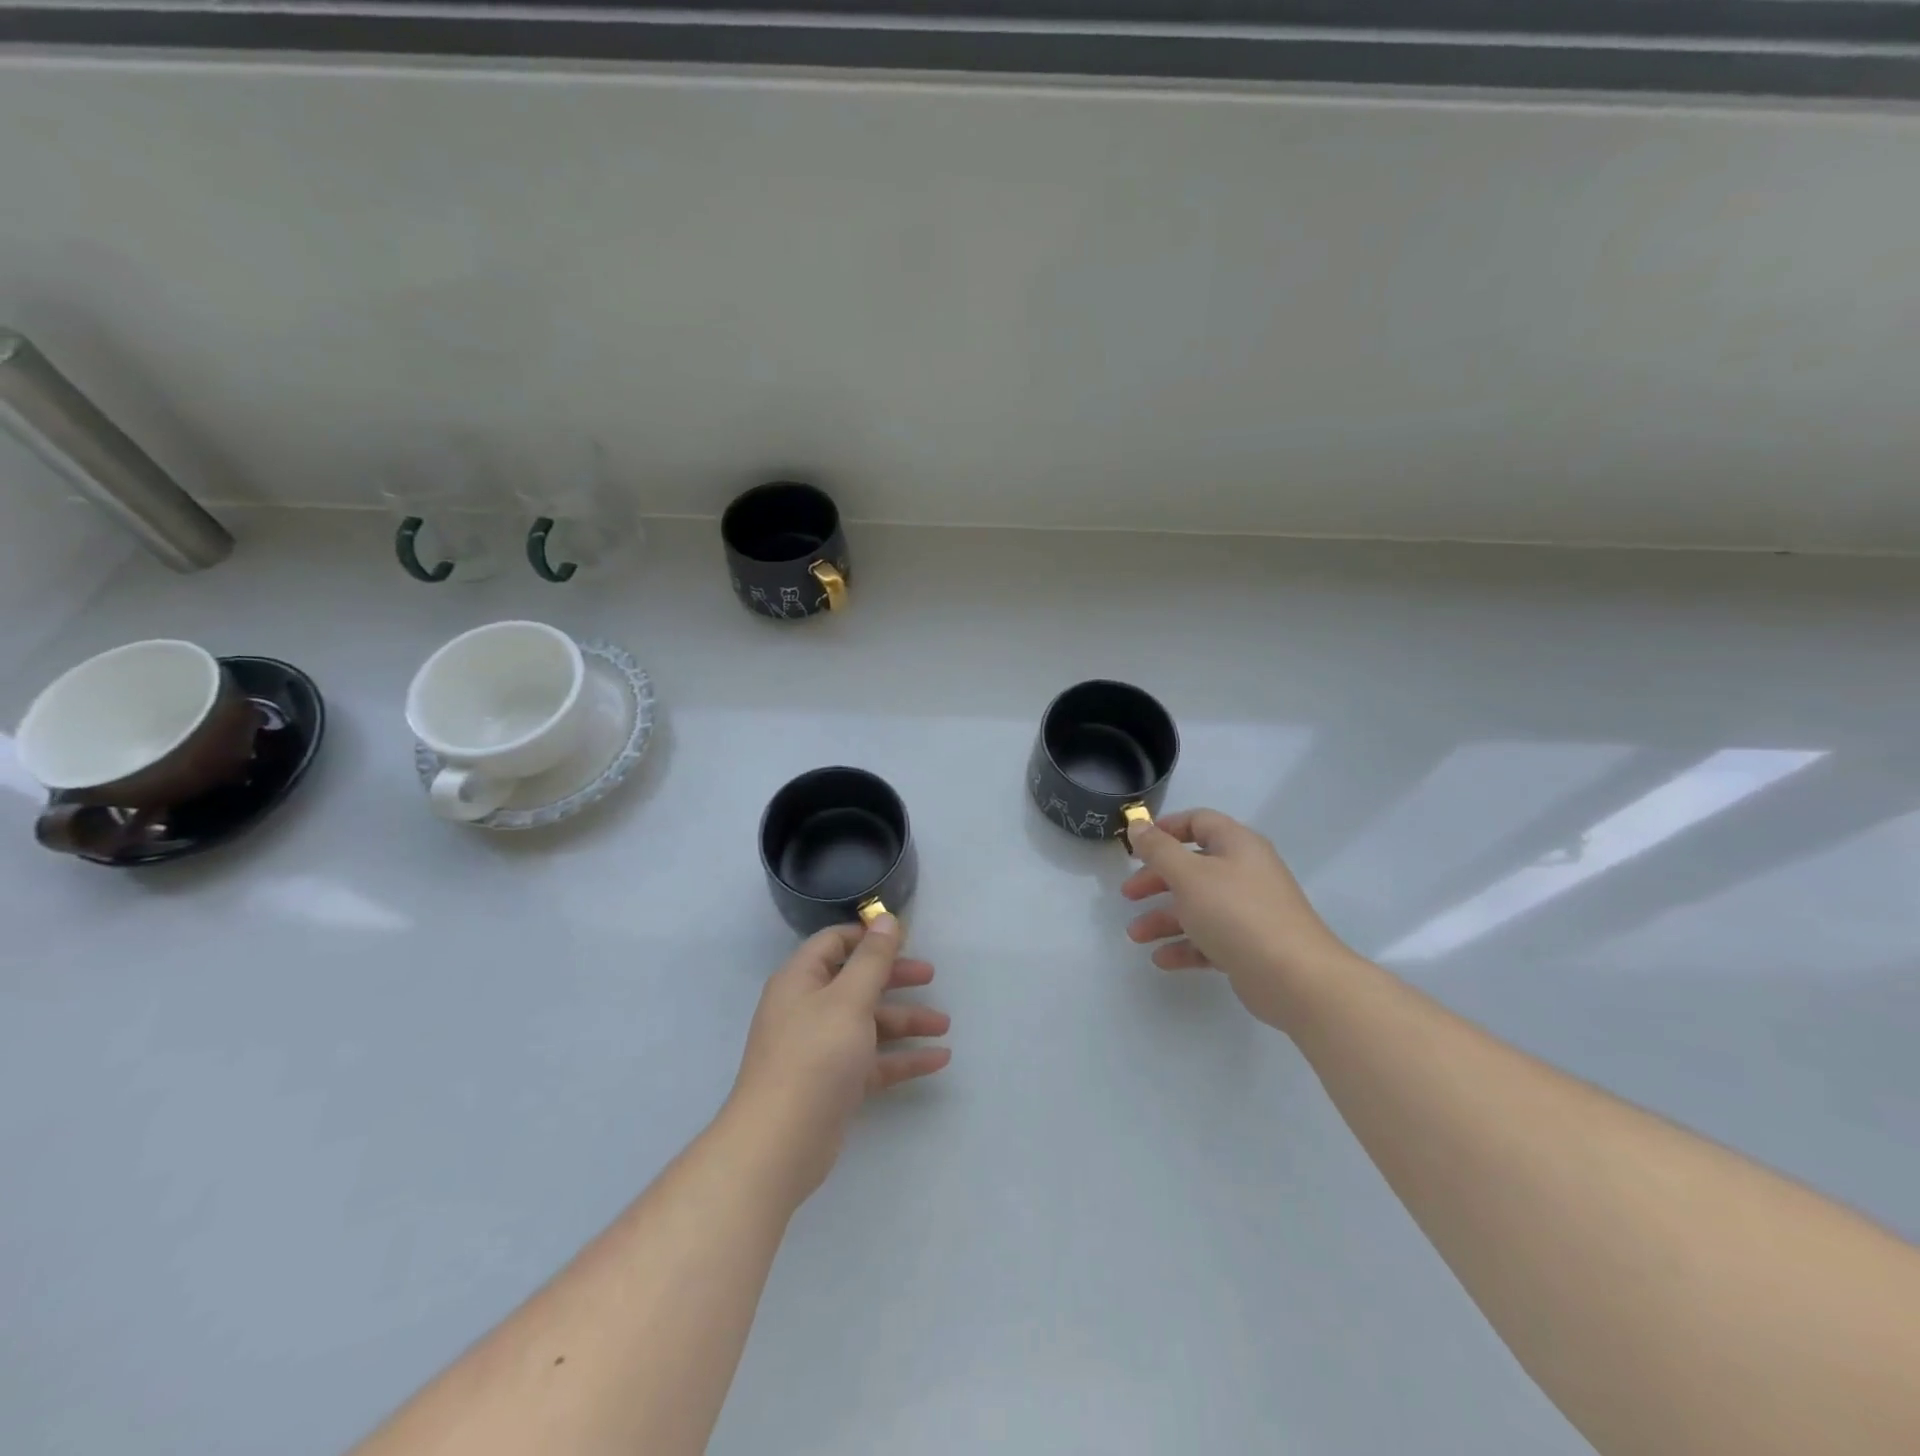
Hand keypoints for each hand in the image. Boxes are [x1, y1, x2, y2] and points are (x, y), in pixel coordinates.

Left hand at [726, 916, 950, 1207]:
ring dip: (906, 1020)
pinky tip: (938, 1060)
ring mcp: (821, 1049)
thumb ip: (872, 959)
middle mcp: (808, 1009)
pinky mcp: (834, 1084)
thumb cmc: (814, 1056)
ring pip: (869, 1023)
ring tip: (945, 1025)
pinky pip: (874, 1061)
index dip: (867, 937)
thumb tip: (885, 918)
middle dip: (895, 978)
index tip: (903, 937)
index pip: (834, 943)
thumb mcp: (849, 999)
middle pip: (856, 982)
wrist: (780, 1143)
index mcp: (802, 980)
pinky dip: (903, 1058)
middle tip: (931, 976)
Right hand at [1122, 808, 1354, 1032]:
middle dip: (1157, 880)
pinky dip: (1185, 945)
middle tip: (1128, 894)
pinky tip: (1161, 959)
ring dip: (1164, 918)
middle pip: (1193, 866)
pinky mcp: (1250, 946)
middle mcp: (1245, 872)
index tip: (1136, 846)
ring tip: (1135, 935)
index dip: (1166, 829)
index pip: (1199, 822)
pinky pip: (1210, 938)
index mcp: (1237, 845)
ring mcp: (1249, 911)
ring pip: (1198, 906)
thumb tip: (1138, 825)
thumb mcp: (1189, 875)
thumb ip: (1158, 849)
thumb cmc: (1236, 913)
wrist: (1294, 978)